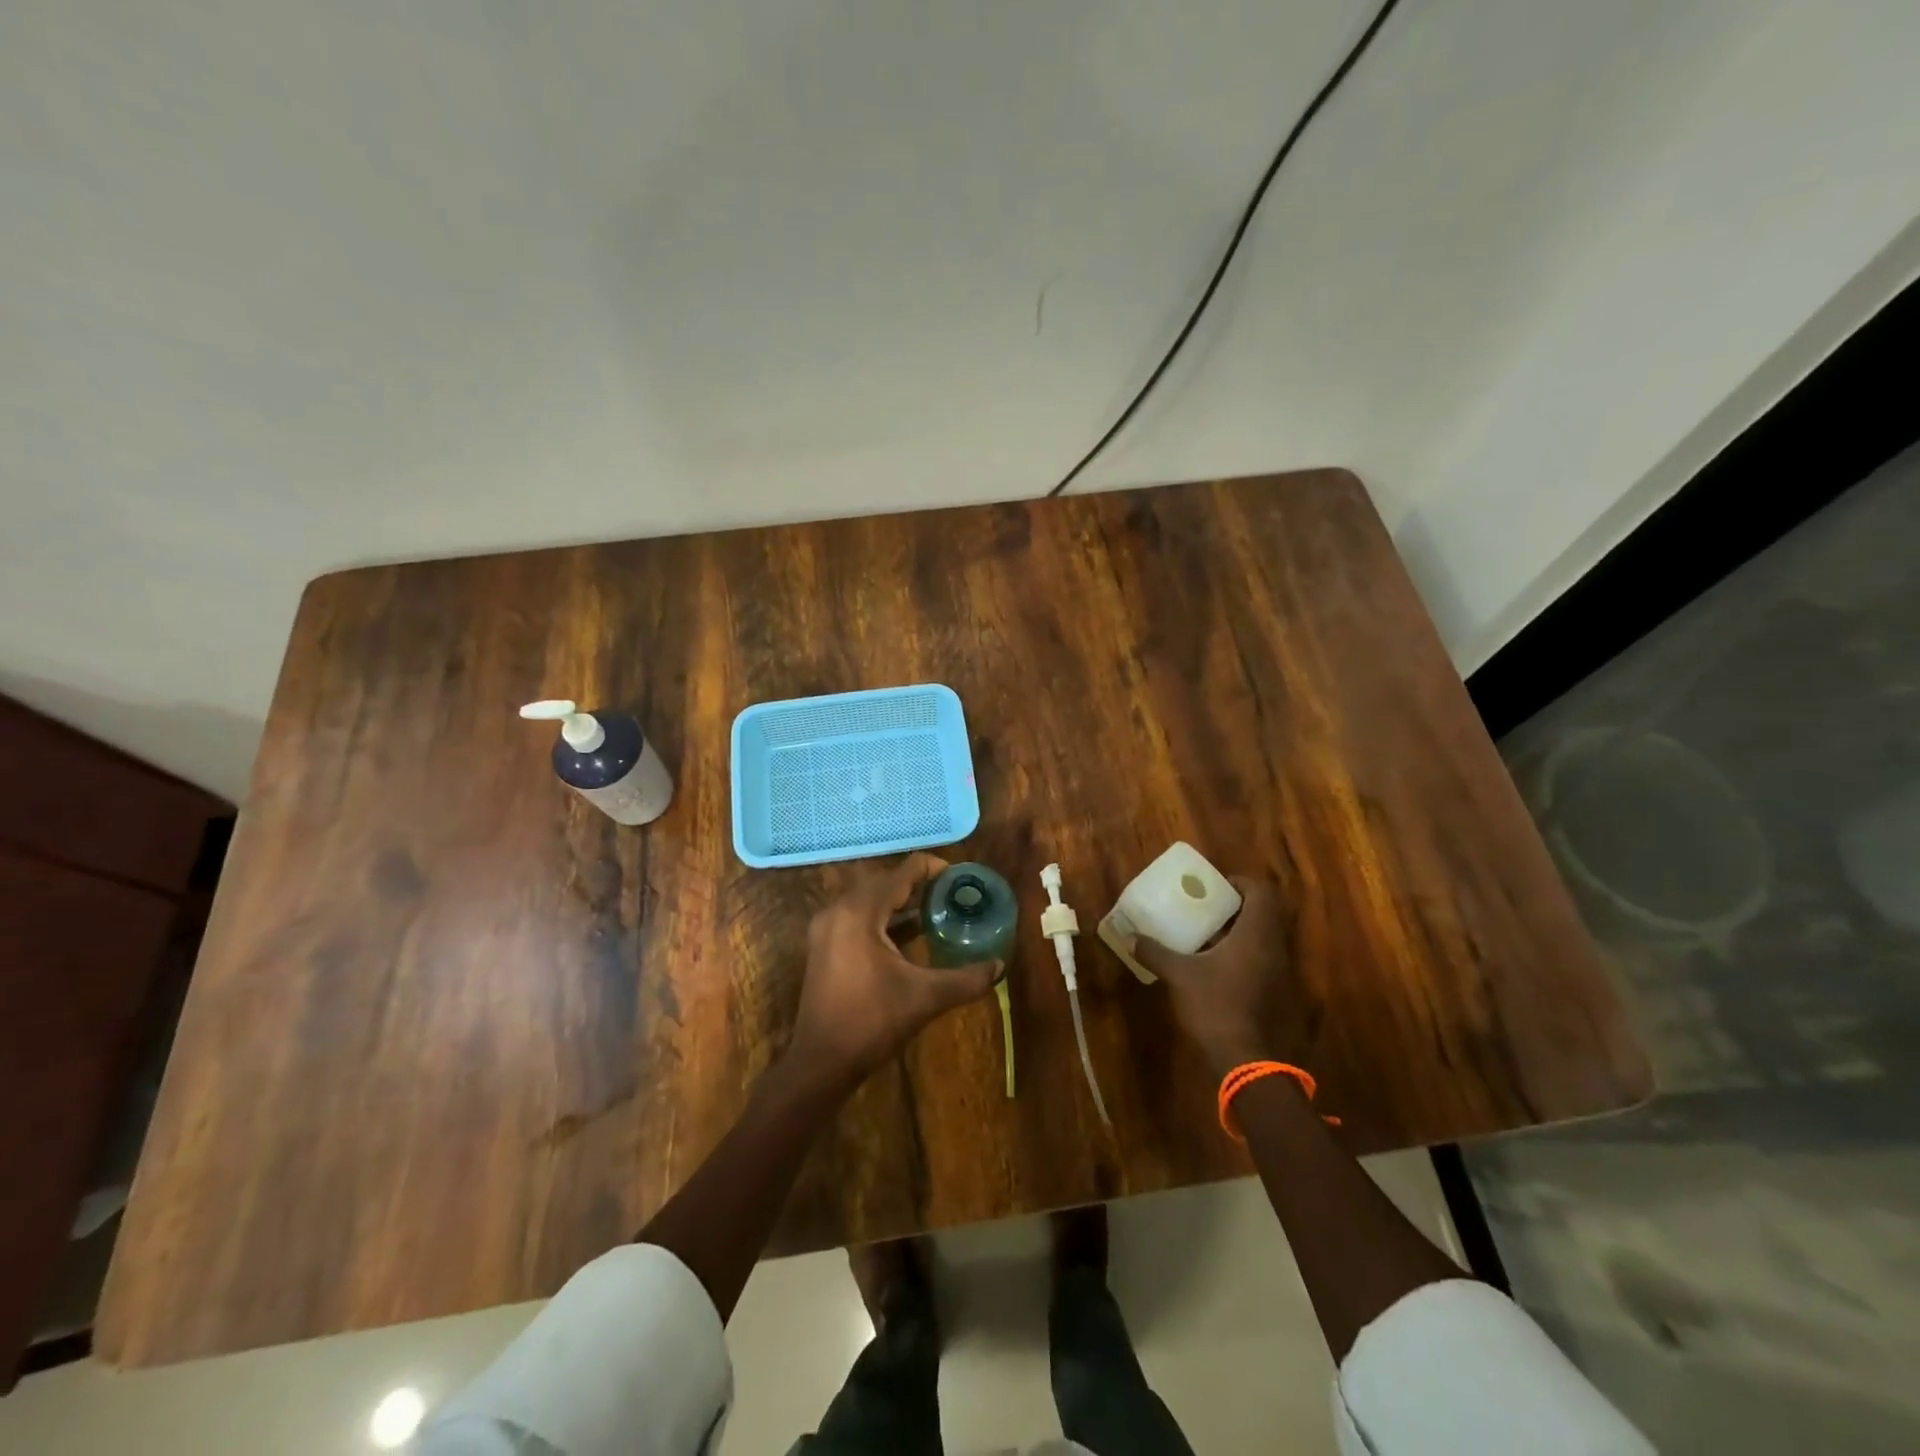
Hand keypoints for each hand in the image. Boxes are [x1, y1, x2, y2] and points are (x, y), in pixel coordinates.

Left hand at [785, 854, 1001, 1093]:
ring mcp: (826, 928)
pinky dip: (883, 917)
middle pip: (884, 881)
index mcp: (860, 912)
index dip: (933, 868)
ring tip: (935, 908)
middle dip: (918, 884)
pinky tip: (908, 933)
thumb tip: (1000, 966)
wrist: (821, 1062)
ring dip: (900, 900)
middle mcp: (838, 910)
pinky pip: (857, 916)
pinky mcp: (823, 945)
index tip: (959, 878)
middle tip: (951, 894)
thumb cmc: (871, 1022)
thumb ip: (965, 979)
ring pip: (869, 899)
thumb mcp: (925, 997)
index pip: (902, 872)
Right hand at [1135, 878, 1305, 1075]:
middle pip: (1263, 913)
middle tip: (1206, 906)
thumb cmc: (1215, 1006)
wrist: (1246, 1060)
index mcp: (1256, 934)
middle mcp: (1274, 947)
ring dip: (1239, 931)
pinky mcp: (1276, 992)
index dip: (1240, 882)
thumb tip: (1130, 938)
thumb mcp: (1179, 975)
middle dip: (1236, 906)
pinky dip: (1242, 953)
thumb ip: (1155, 952)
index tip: (1215, 885)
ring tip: (1206, 933)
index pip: (1261, 891)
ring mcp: (1279, 972)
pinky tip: (1214, 964)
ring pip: (1263, 937)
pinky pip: (1262, 959)